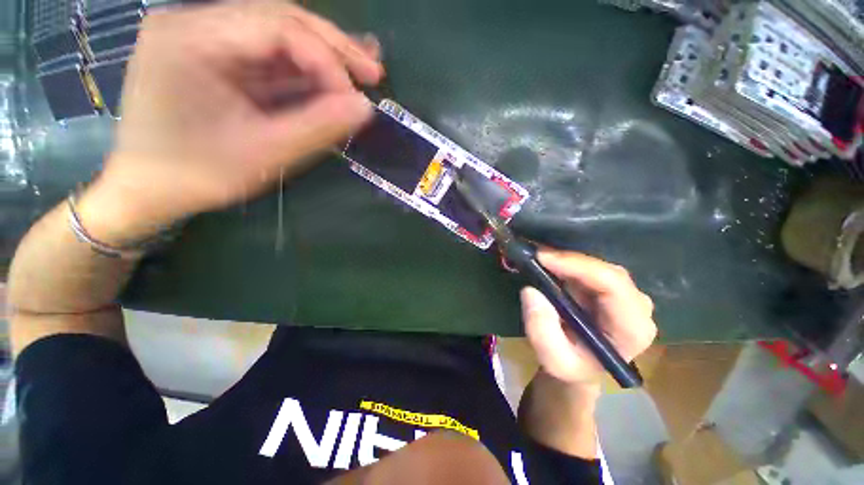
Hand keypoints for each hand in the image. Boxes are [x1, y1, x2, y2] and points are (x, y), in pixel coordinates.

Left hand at [81, 3, 382, 242]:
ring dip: (321, 55)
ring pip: (275, 33)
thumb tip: (365, 107)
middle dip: (331, 47)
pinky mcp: (211, 54)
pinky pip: (265, 53)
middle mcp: (192, 22)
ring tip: (361, 73)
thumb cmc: (198, 175)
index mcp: (191, 38)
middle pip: (278, 17)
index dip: (327, 60)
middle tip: (372, 73)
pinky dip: (302, 67)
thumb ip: (317, 127)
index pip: (277, 26)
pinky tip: (329, 76)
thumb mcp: (265, 153)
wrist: (149, 188)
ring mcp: (201, 35)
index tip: (356, 99)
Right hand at [520, 249, 656, 385]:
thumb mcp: (552, 359)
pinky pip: (590, 267)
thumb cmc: (571, 366)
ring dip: (566, 259)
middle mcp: (637, 307)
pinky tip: (549, 261)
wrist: (580, 366)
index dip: (578, 266)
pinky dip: (567, 261)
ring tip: (537, 256)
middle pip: (606, 271)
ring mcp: (626, 295)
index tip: (542, 258)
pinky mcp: (611, 288)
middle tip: (534, 255)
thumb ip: (541, 330)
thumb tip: (531, 290)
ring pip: (598, 265)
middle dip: (568, 260)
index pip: (613, 286)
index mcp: (632, 329)